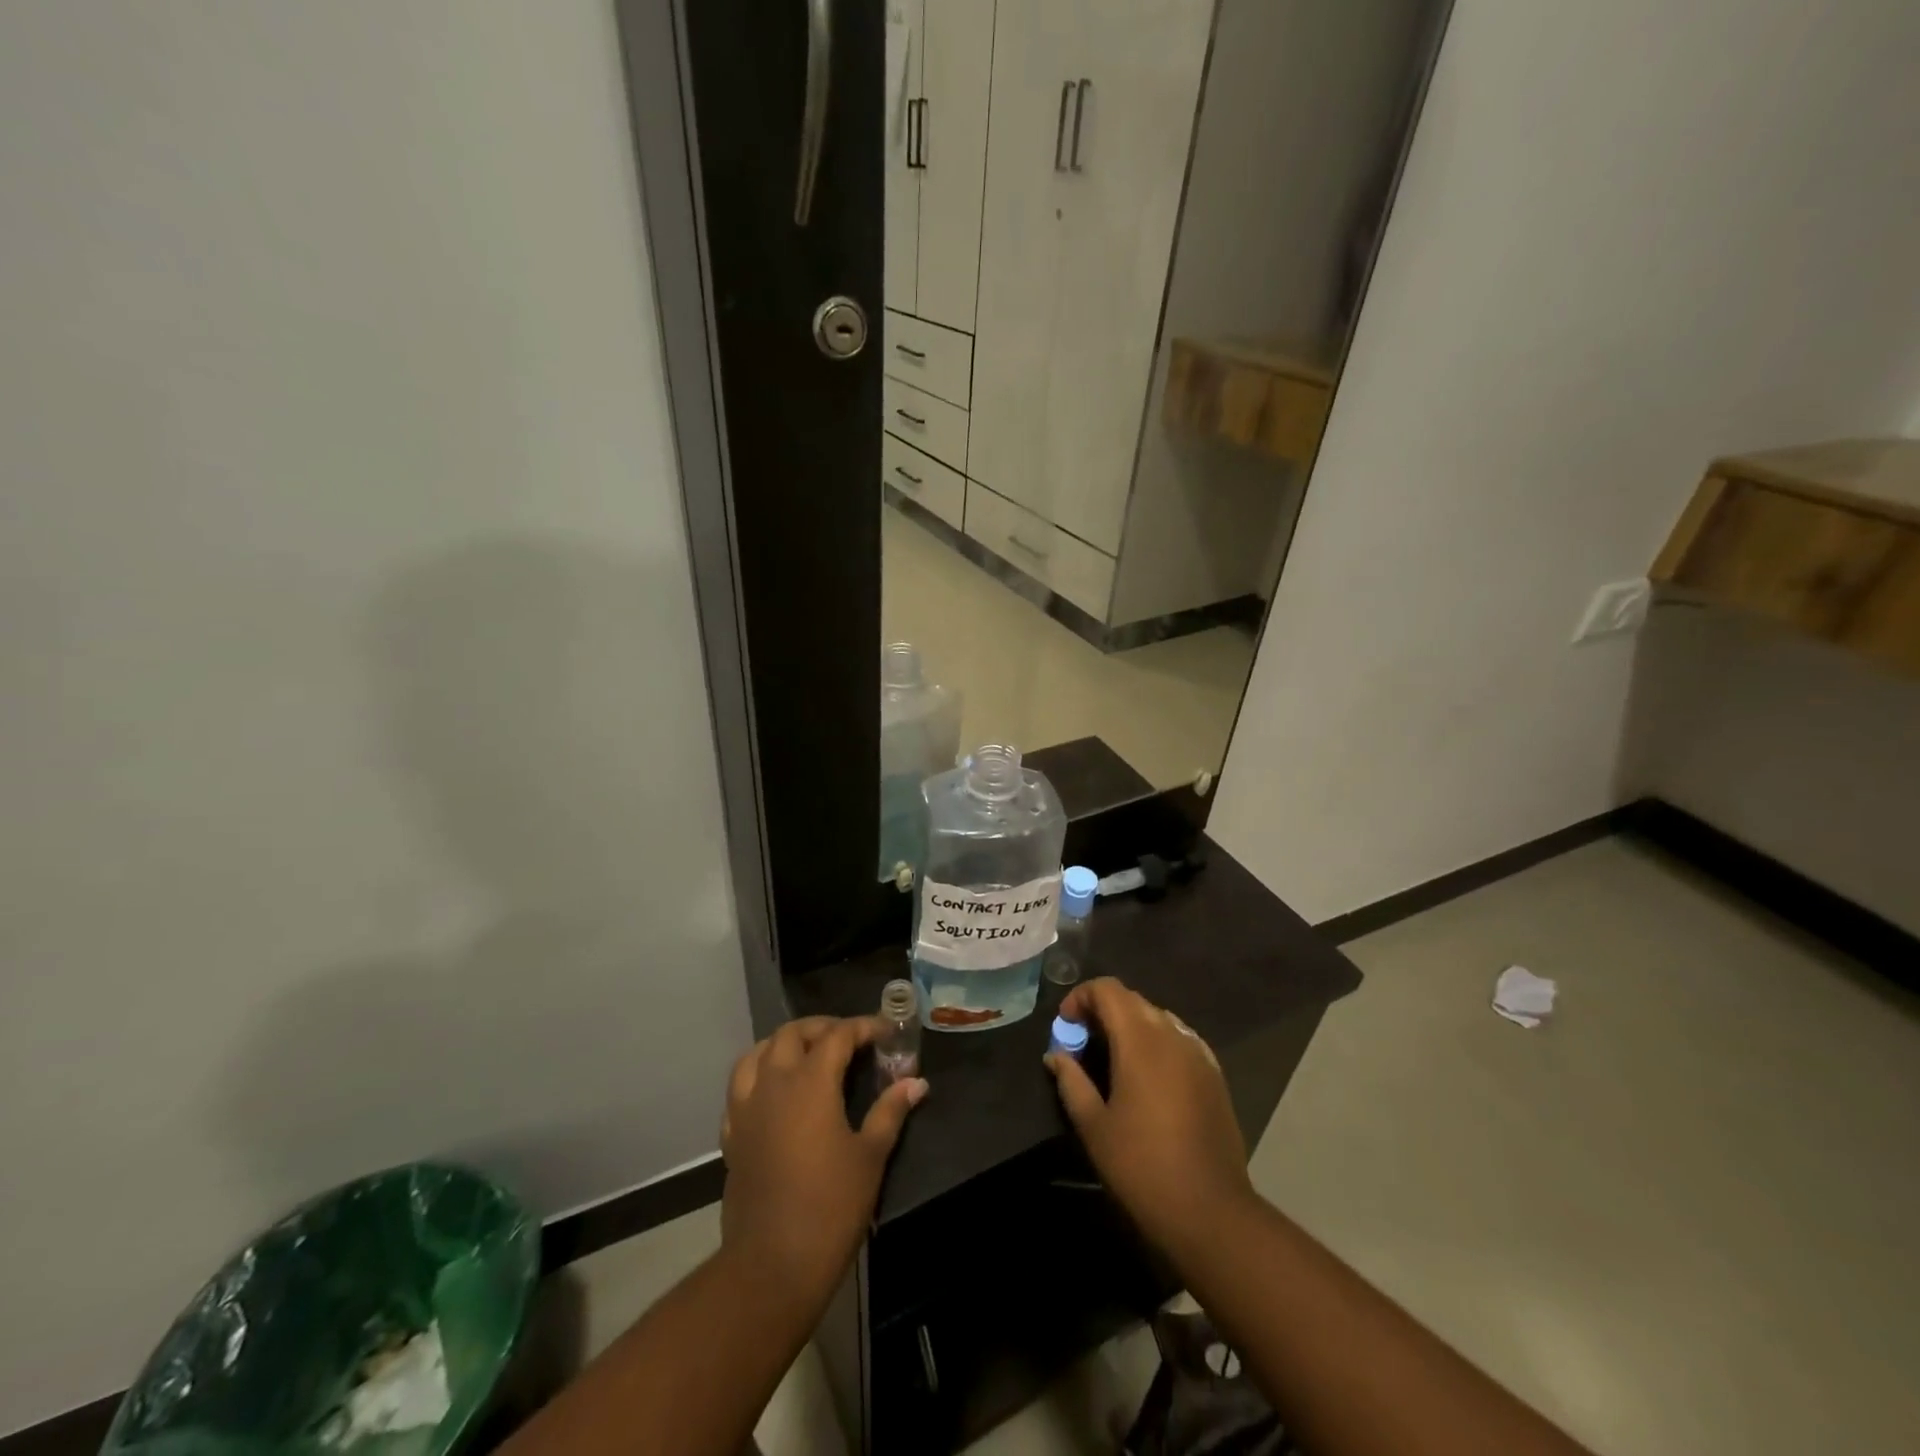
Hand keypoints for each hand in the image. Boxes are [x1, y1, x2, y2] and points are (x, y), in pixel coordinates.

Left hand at [720, 1016, 926, 1313]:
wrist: (773, 1263)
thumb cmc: (831, 1205)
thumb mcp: (871, 1156)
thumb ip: (890, 1111)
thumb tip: (916, 1082)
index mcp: (810, 1082)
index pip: (838, 1035)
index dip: (864, 1027)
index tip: (886, 1031)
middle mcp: (774, 1083)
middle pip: (792, 1034)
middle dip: (822, 1027)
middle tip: (849, 1038)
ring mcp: (747, 1109)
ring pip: (757, 1053)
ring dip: (783, 1044)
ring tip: (807, 1053)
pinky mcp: (732, 1136)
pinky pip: (739, 1089)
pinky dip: (758, 1077)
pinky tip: (774, 1092)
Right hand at [1045, 978, 1254, 1261]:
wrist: (1210, 1211)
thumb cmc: (1142, 1167)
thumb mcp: (1093, 1125)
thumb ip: (1071, 1081)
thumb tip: (1056, 1055)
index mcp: (1140, 1039)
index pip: (1108, 989)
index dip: (1081, 997)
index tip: (1065, 1027)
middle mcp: (1172, 1034)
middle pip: (1132, 1000)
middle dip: (1103, 1011)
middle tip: (1083, 1044)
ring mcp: (1199, 1053)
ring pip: (1158, 1017)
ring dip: (1130, 1026)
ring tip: (1113, 1060)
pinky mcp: (1215, 1074)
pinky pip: (1180, 1039)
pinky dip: (1157, 1043)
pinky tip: (1149, 1077)